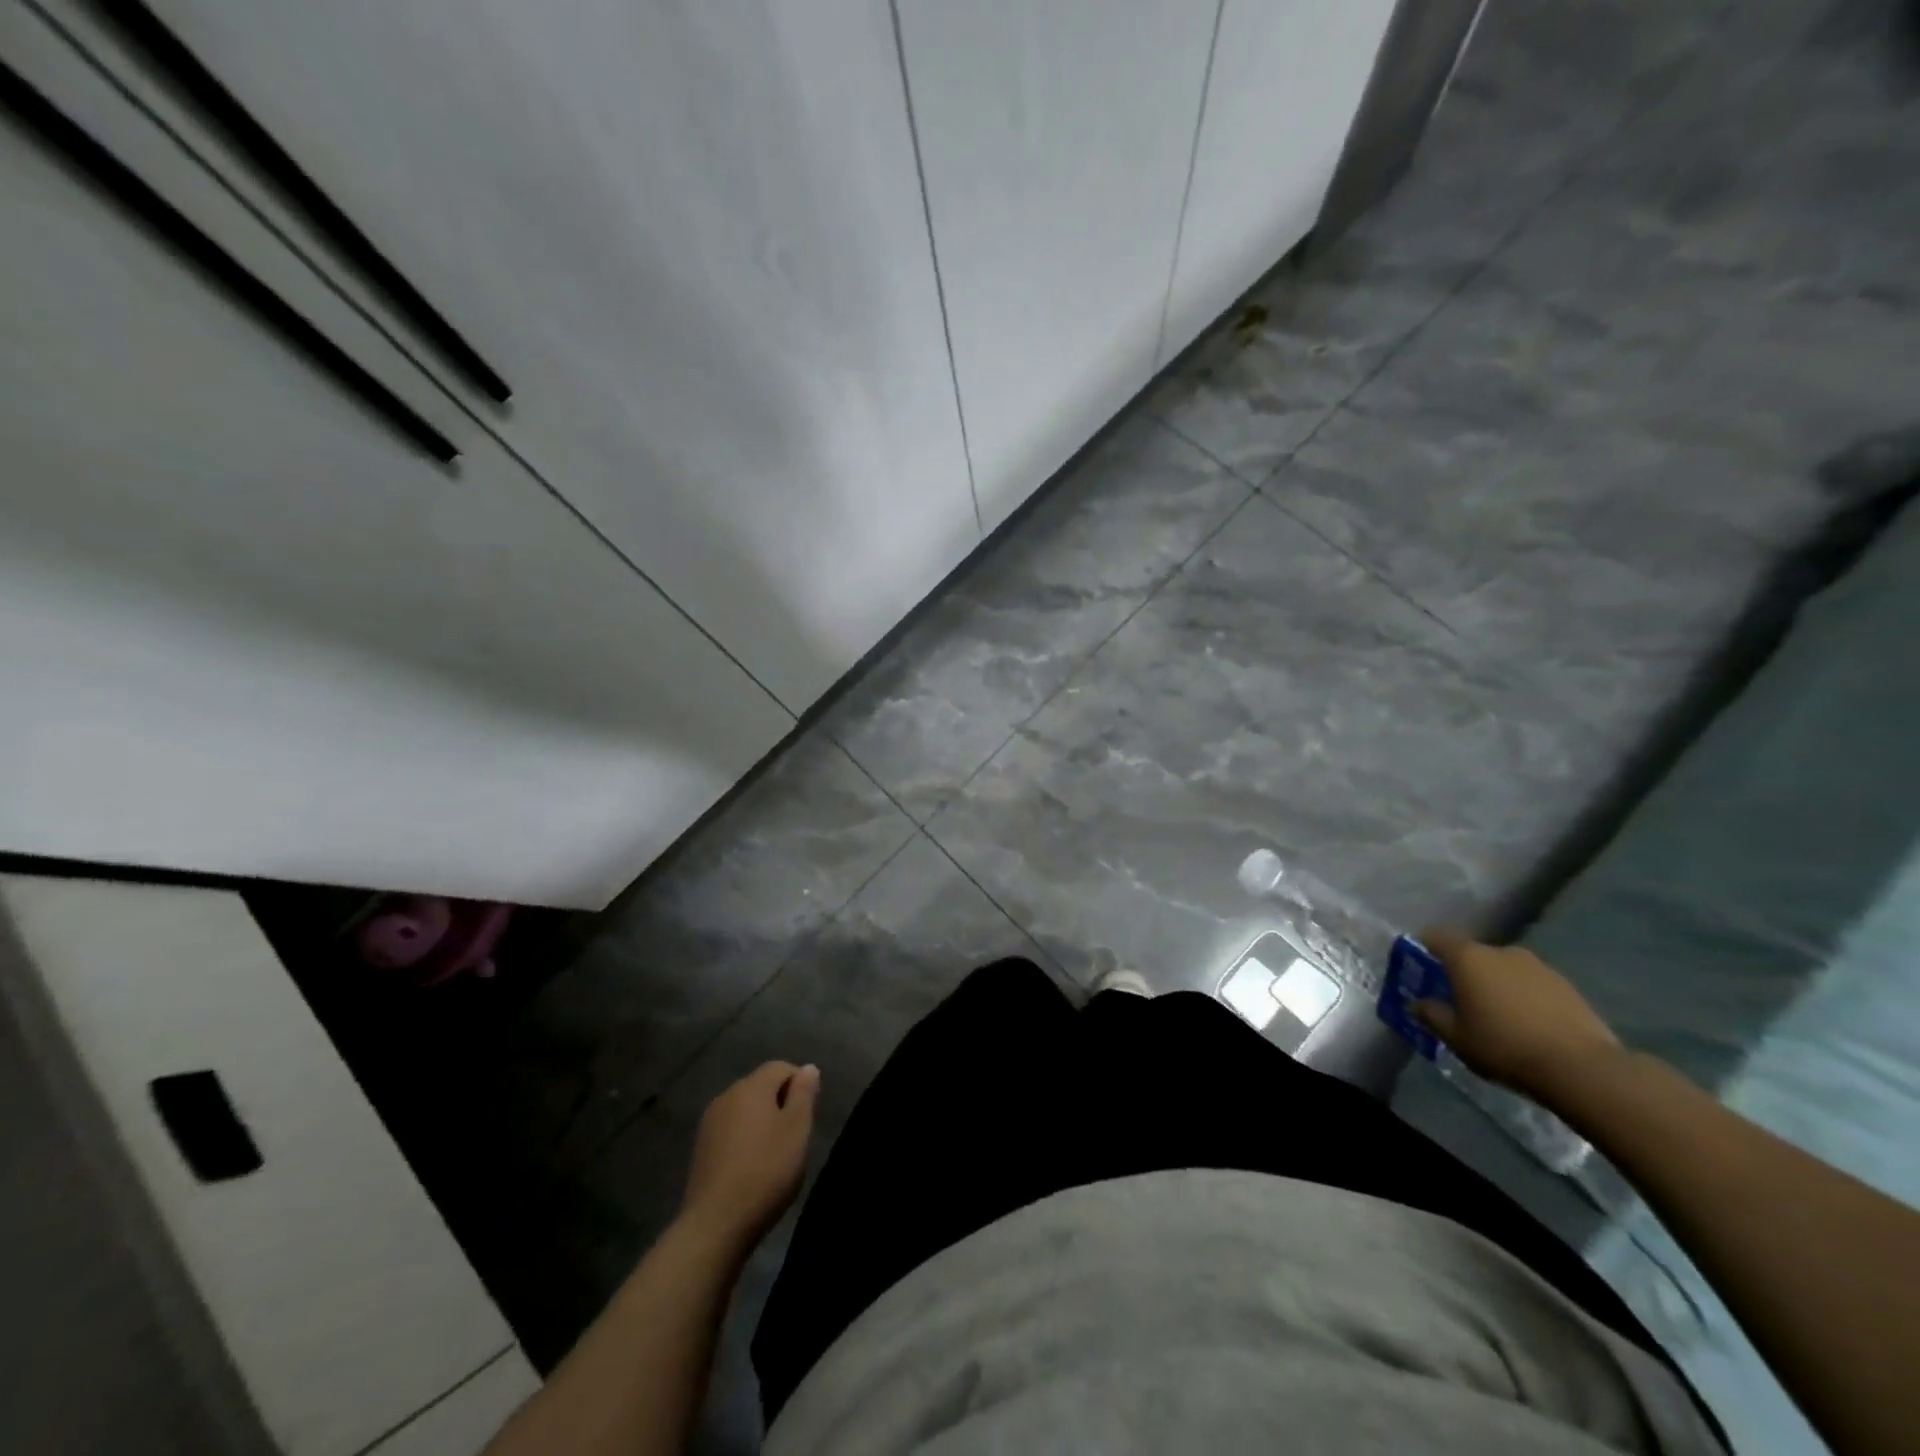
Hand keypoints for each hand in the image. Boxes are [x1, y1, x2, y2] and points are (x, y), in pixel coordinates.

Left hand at [679, 1062, 819, 1251]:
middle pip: (761, 1086)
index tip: (808, 1116)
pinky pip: (731, 1130)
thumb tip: (808, 1068)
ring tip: (775, 1155)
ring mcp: (710, 1123)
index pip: (780, 1067)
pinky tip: (752, 1167)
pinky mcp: (701, 1148)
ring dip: (763, 1122)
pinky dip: (745, 1139)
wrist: (715, 1225)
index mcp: (751, 1086)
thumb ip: (804, 1094)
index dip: (800, 1084)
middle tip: (795, 1138)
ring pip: (745, 1109)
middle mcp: (727, 1096)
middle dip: (781, 1103)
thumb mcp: (797, 1130)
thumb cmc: (765, 1172)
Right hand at [1414, 930, 1623, 1103]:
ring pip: (1504, 969)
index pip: (1435, 937)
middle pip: (1472, 954)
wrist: (1582, 1069)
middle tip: (1461, 1002)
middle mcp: (1501, 951)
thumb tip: (1417, 1004)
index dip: (1424, 950)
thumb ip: (1432, 1015)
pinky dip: (1525, 996)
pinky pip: (1532, 984)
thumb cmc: (1505, 1047)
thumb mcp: (1456, 1038)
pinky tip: (1530, 1025)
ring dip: (1497, 985)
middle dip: (1464, 973)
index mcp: (1468, 957)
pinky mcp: (1567, 985)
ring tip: (1499, 1017)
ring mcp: (1538, 966)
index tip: (1422, 971)